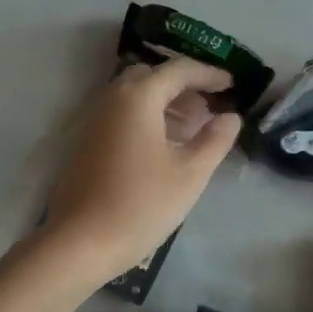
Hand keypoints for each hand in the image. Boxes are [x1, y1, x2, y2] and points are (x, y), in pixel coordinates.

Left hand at [44, 57, 242, 284]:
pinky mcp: (86, 142)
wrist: (81, 241)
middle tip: (209, 108)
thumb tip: (230, 117)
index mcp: (138, 98)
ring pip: (135, 97)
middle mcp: (112, 99)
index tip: (231, 84)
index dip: (208, 74)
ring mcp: (94, 120)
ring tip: (193, 131)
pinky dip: (147, 119)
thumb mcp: (190, 173)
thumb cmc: (141, 204)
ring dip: (165, 104)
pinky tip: (164, 148)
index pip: (178, 70)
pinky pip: (122, 116)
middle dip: (184, 87)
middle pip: (152, 77)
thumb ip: (215, 140)